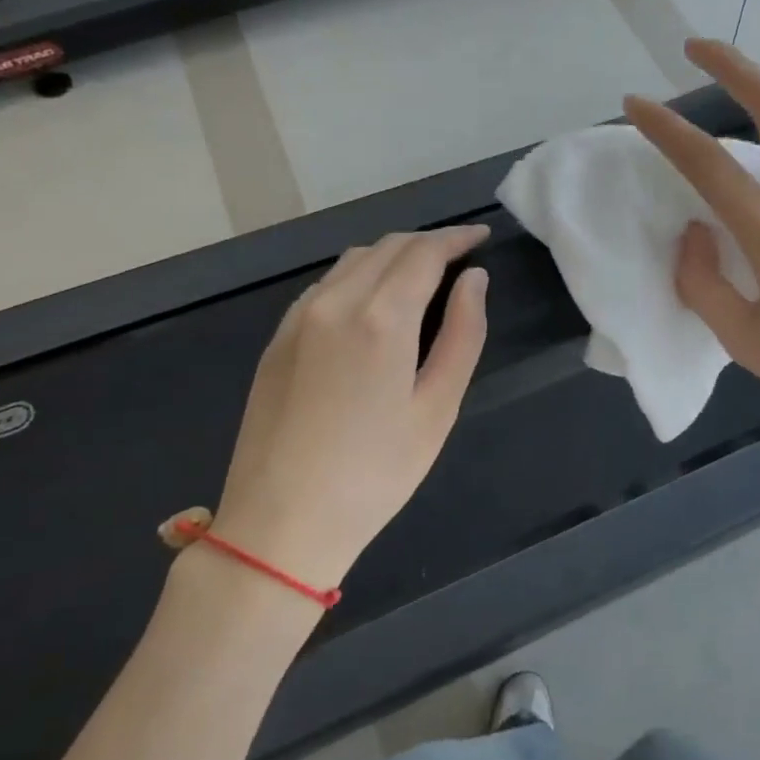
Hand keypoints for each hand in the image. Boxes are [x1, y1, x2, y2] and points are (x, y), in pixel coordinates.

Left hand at [212, 227, 489, 588]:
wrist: (280, 523)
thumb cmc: (375, 472)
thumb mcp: (437, 408)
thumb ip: (463, 334)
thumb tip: (475, 280)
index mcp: (380, 317)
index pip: (425, 252)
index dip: (457, 238)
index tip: (481, 236)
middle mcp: (335, 301)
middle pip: (389, 246)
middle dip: (428, 243)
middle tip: (460, 257)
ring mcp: (299, 317)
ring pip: (354, 260)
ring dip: (393, 255)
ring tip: (422, 275)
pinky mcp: (278, 337)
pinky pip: (326, 284)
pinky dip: (359, 275)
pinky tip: (372, 302)